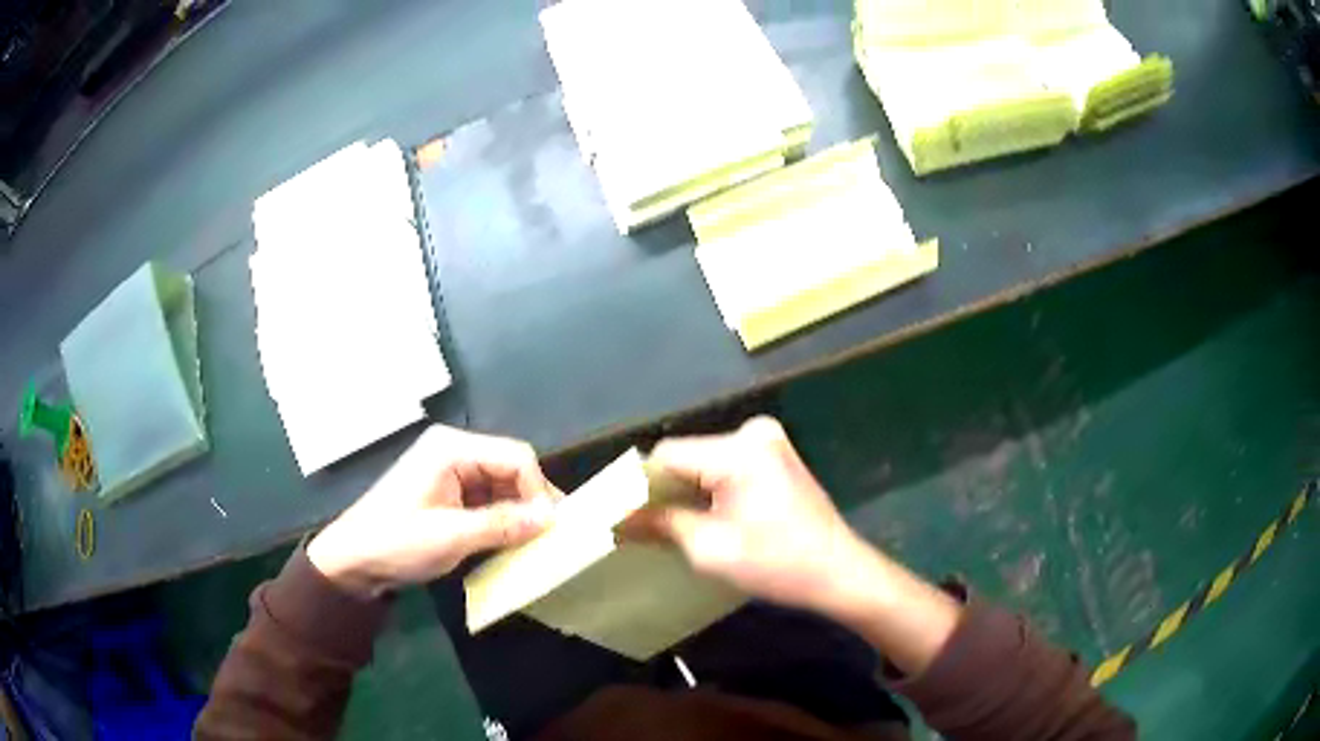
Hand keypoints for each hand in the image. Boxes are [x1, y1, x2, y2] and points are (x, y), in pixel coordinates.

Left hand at [308, 426, 555, 597]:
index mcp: (451, 449)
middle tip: (548, 538)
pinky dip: (500, 519)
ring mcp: (449, 471)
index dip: (539, 490)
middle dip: (530, 501)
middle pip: (510, 468)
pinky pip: (486, 499)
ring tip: (530, 544)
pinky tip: (507, 542)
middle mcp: (453, 451)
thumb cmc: (397, 542)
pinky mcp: (446, 492)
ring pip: (501, 485)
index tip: (551, 528)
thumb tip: (551, 519)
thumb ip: (503, 524)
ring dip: (517, 513)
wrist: (353, 560)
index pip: (515, 457)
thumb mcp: (452, 537)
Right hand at [635, 416, 960, 672]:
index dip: (640, 485)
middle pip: (687, 457)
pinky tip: (707, 519)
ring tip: (674, 527)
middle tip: (645, 528)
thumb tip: (618, 518)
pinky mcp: (777, 457)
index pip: (667, 455)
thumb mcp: (711, 549)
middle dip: (665, 491)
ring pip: (705, 463)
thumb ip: (660, 524)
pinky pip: (726, 468)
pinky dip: (710, 490)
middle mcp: (754, 433)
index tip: (623, 516)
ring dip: (688, 492)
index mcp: (739, 450)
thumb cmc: (778, 564)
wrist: (840, 572)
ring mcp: (769, 443)